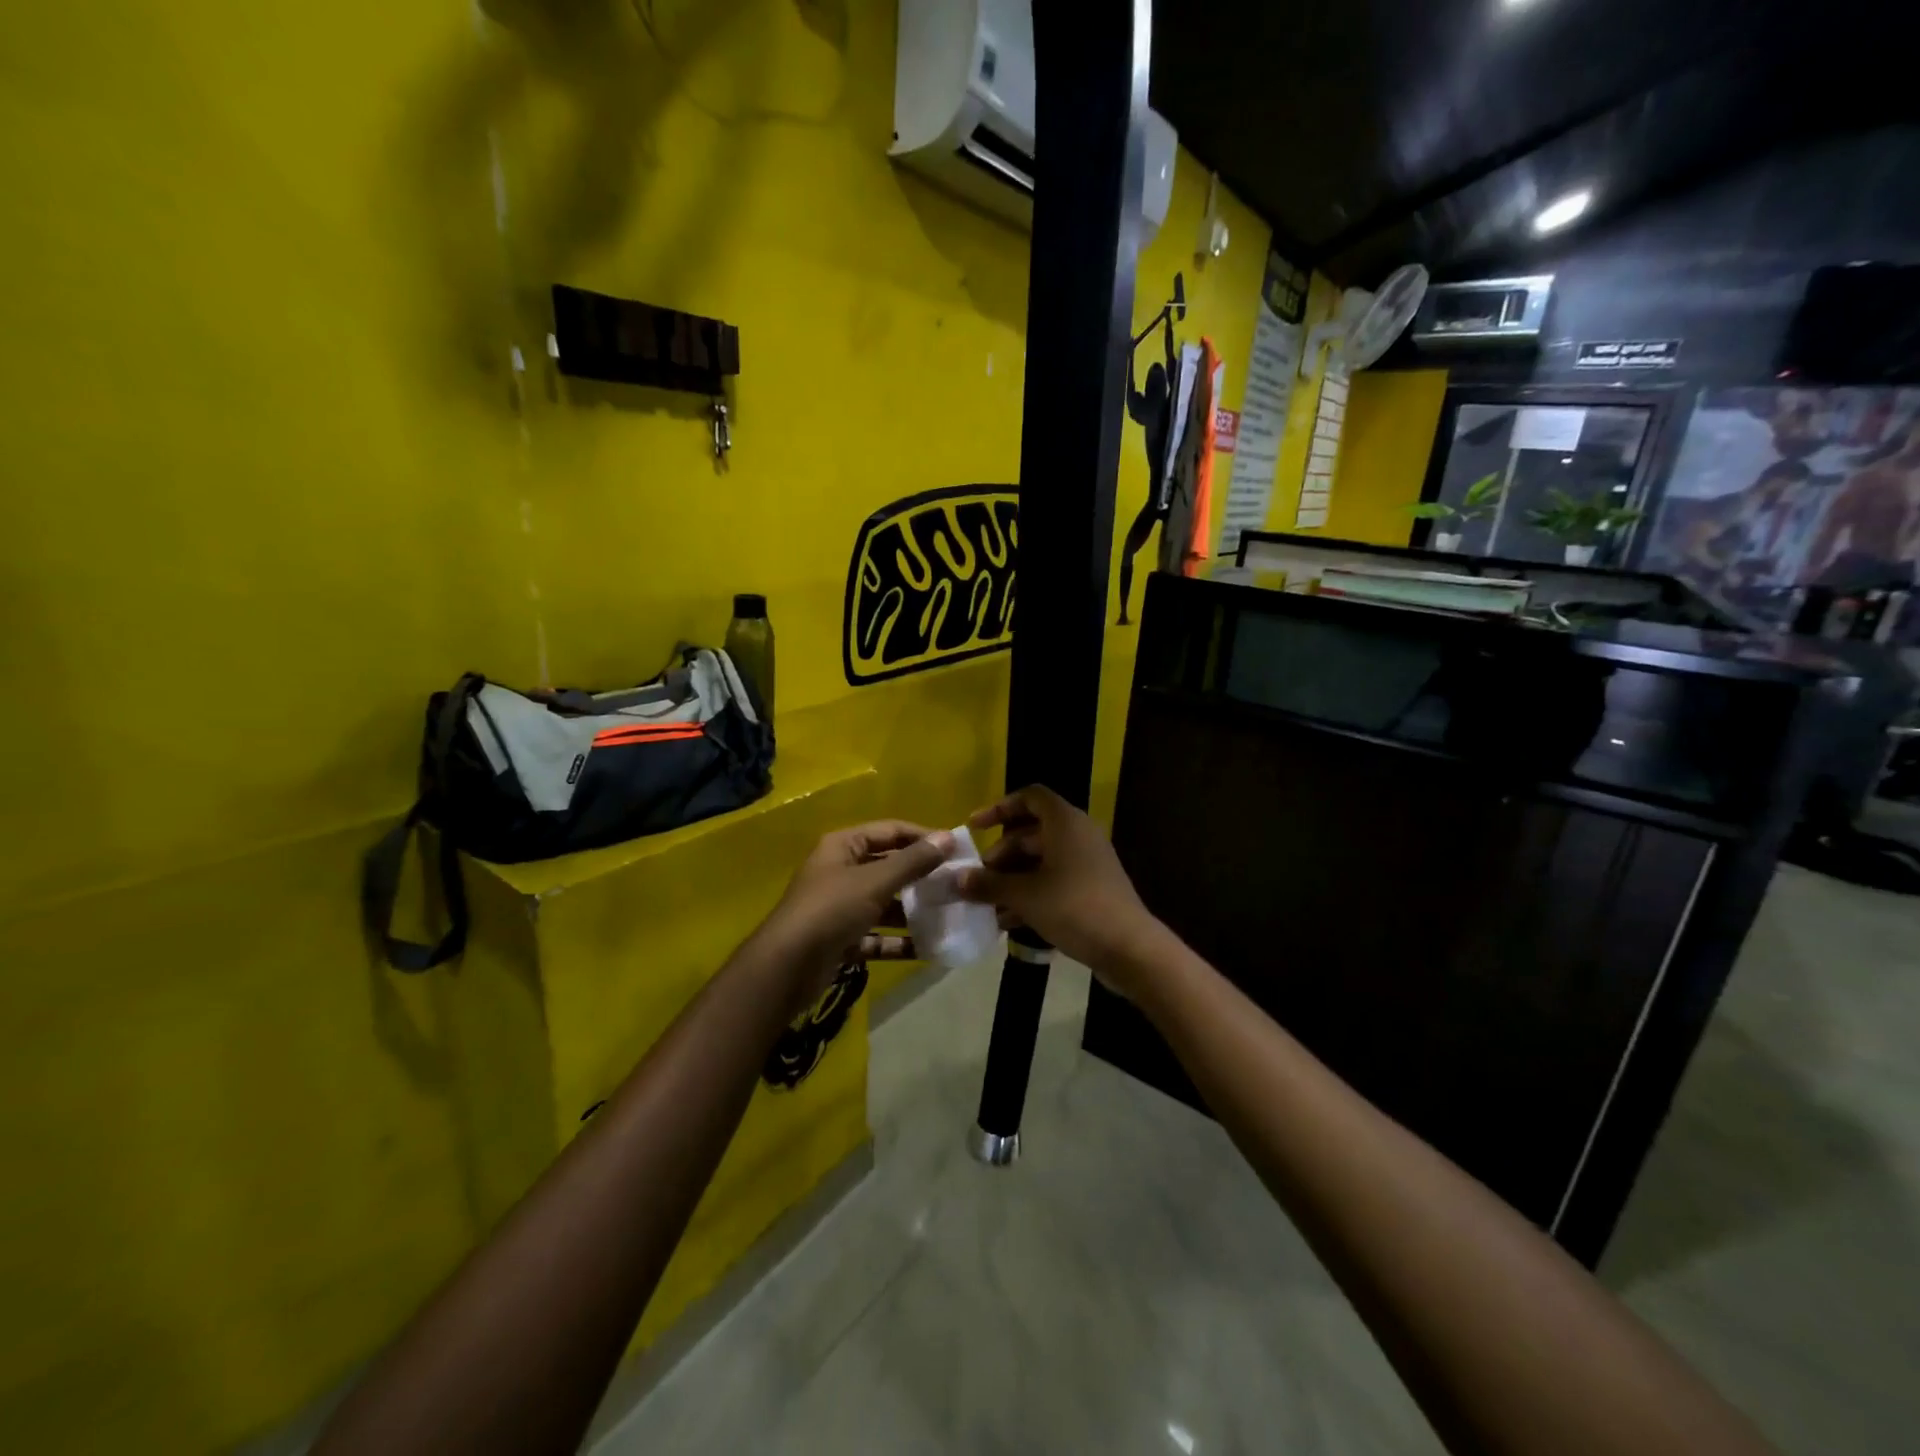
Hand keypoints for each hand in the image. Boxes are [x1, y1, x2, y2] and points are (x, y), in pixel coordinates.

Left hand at [754, 821, 953, 1006]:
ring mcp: (840, 907)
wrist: (787, 967)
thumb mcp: (875, 881)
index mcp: (843, 846)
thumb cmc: (831, 910)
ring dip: (912, 911)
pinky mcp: (841, 939)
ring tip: (948, 917)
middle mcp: (840, 871)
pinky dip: (898, 941)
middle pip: (888, 867)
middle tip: (956, 885)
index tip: (957, 849)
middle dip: (921, 876)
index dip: (923, 837)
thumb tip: (948, 837)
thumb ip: (913, 861)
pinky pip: (876, 935)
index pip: (890, 831)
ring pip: (884, 903)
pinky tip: (927, 949)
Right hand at [956, 786, 1159, 973]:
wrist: (1129, 947)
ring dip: (1012, 880)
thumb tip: (956, 879)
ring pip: (1040, 861)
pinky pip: (1054, 881)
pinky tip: (1009, 922)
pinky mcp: (1092, 889)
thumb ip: (988, 884)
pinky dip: (1031, 894)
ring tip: (987, 905)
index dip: (999, 808)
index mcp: (1064, 822)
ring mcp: (1087, 863)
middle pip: (1030, 833)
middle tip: (978, 880)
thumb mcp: (1024, 895)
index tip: (974, 829)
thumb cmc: (1074, 907)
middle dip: (1001, 856)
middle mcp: (1077, 835)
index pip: (1029, 797)